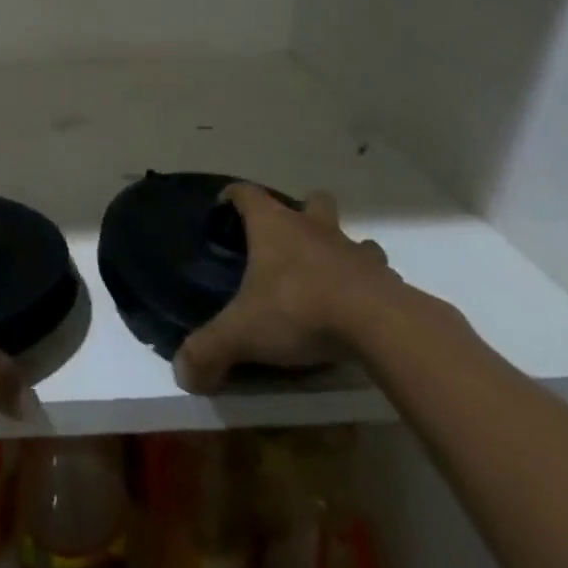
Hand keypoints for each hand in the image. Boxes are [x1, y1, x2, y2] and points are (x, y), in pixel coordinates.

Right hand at [174, 185, 398, 393]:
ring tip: (329, 278)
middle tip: (288, 243)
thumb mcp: (243, 333)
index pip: (248, 194)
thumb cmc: (299, 309)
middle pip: (311, 200)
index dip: (234, 196)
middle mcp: (313, 228)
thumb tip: (182, 374)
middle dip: (302, 212)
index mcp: (274, 226)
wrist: (378, 325)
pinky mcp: (385, 279)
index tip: (225, 206)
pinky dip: (368, 285)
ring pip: (350, 236)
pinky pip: (377, 274)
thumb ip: (209, 349)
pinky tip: (360, 310)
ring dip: (341, 250)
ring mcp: (353, 250)